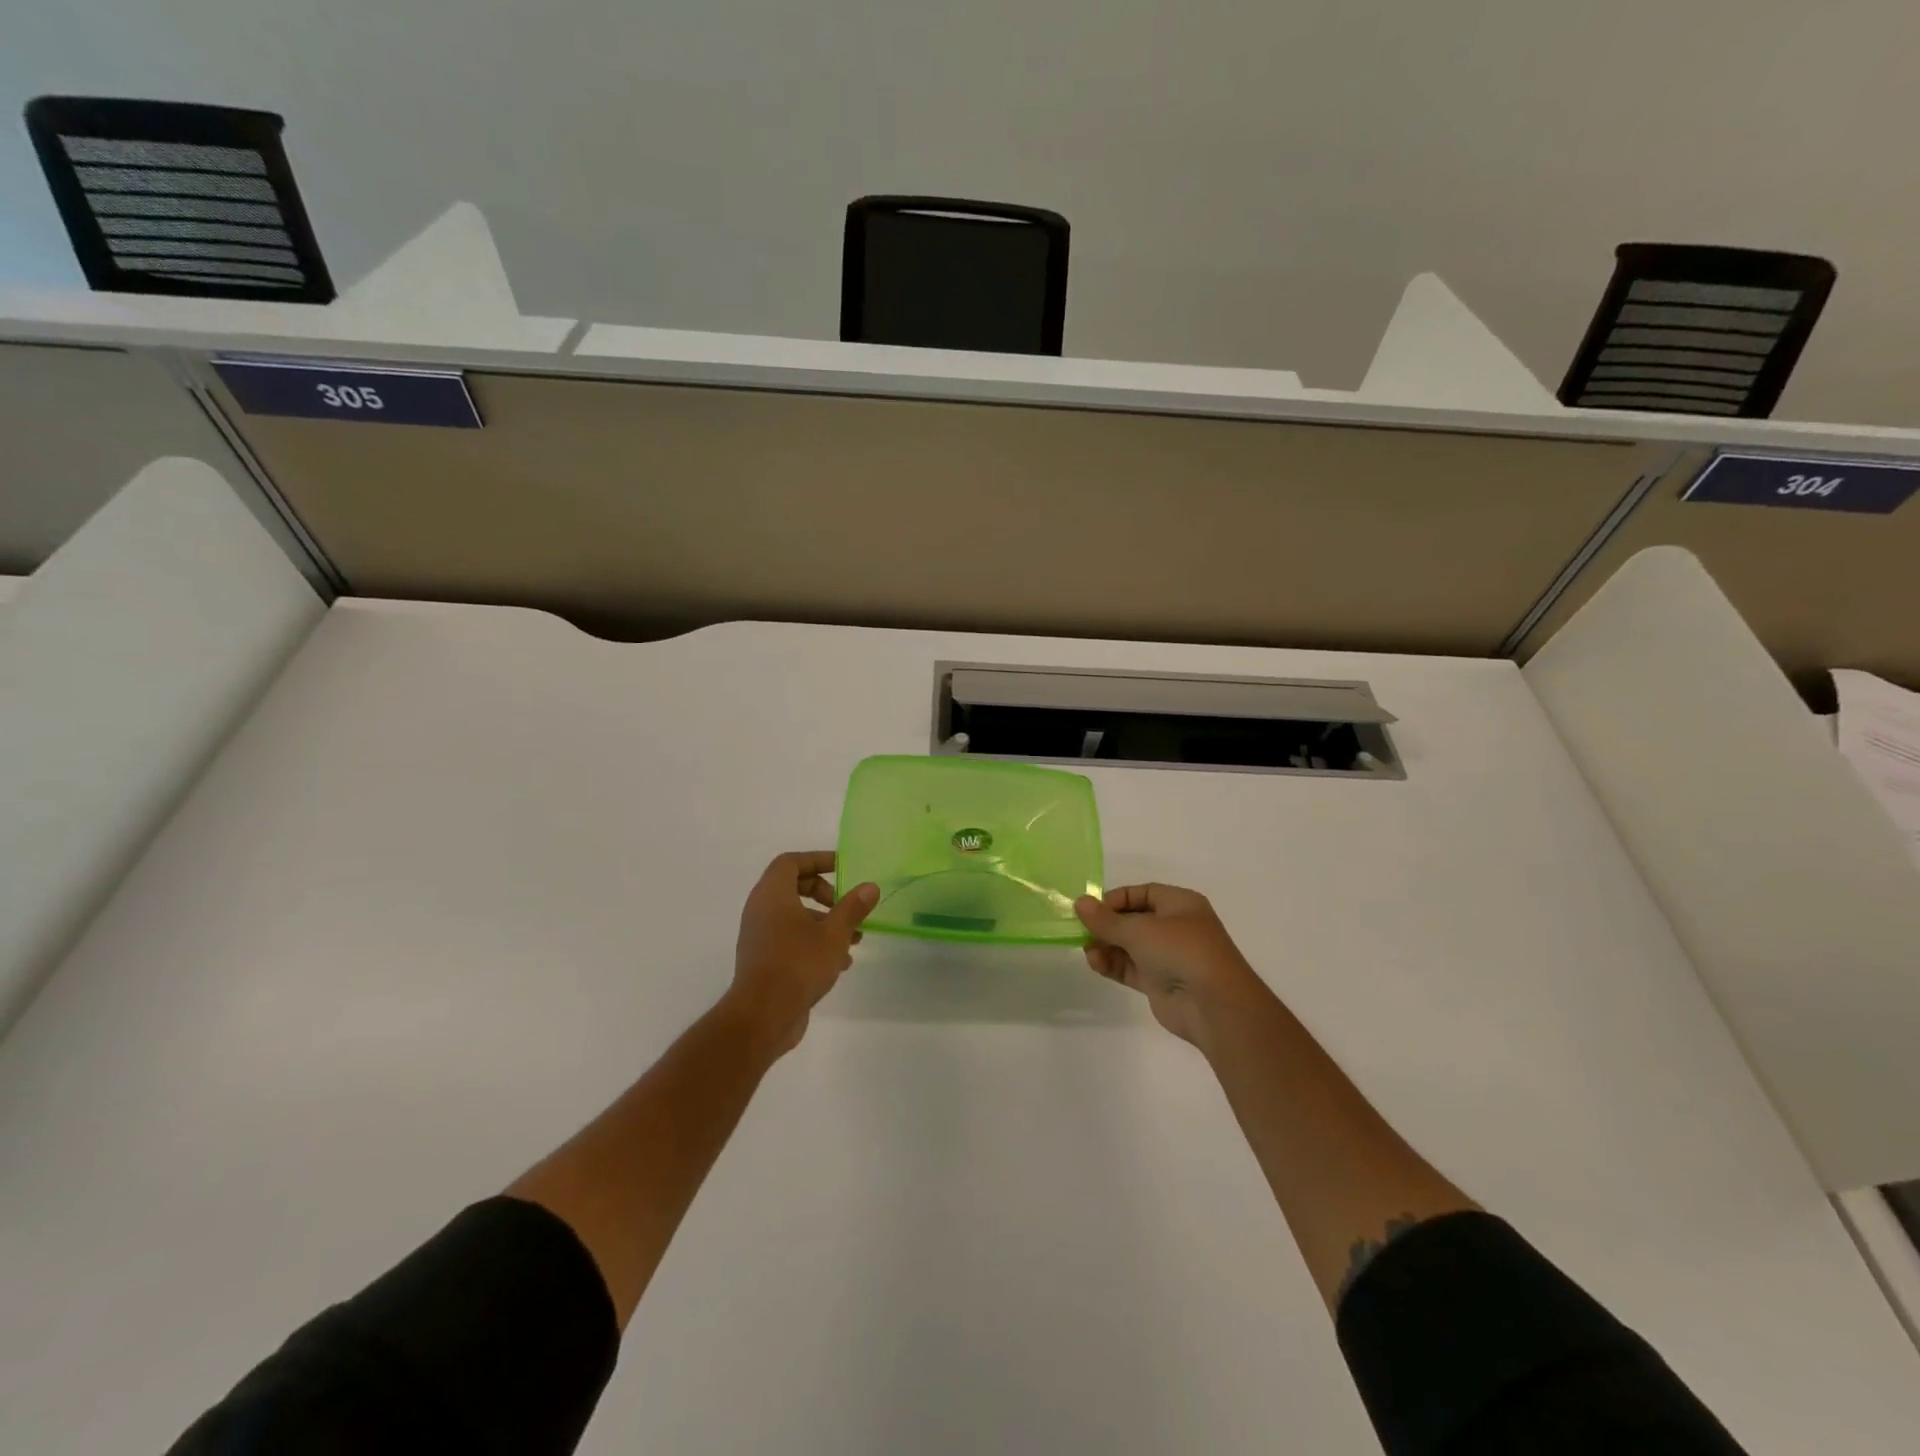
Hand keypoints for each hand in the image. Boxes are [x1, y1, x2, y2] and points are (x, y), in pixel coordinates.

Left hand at [731, 850, 877, 1054]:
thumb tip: (870, 887)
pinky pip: (790, 938)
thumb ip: (852, 907)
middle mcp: (761, 910)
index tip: (842, 867)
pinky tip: (840, 962)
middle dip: (825, 893)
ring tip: (854, 939)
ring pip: (795, 916)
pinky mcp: (764, 959)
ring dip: (825, 922)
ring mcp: (760, 936)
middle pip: (793, 887)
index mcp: (772, 894)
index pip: (791, 862)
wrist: (763, 1015)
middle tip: (846, 905)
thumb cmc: (798, 963)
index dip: (817, 860)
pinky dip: (814, 941)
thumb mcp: (834, 933)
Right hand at [1075, 884, 1271, 1047]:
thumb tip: (1079, 903)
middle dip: (1107, 925)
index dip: (1116, 899)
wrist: (1213, 1005)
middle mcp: (1175, 928)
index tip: (1092, 909)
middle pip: (1134, 920)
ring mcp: (1168, 957)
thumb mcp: (1139, 929)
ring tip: (1088, 950)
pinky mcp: (1159, 983)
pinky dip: (1113, 964)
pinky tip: (1095, 963)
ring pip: (1130, 945)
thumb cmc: (1181, 951)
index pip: (1143, 893)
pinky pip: (1130, 968)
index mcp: (1180, 904)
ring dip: (1107, 946)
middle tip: (1082, 930)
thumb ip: (1106, 919)